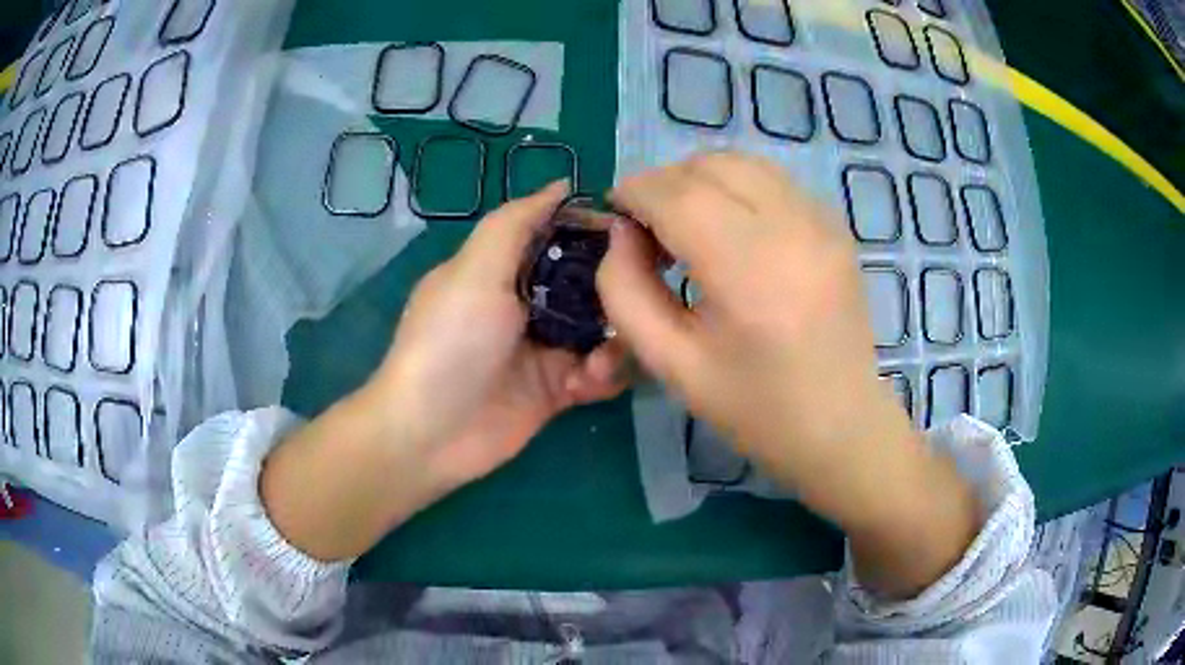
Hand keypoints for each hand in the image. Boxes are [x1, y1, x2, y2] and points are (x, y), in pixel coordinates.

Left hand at [365, 181, 627, 487]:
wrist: (430, 433)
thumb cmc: (450, 342)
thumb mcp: (475, 270)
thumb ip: (516, 222)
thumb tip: (560, 184)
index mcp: (503, 267)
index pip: (560, 235)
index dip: (595, 230)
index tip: (635, 232)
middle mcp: (526, 302)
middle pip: (588, 282)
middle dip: (617, 288)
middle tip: (643, 292)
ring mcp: (543, 348)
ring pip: (601, 329)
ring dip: (614, 338)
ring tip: (604, 355)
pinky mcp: (556, 390)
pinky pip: (597, 373)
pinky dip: (603, 375)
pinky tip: (589, 382)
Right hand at [597, 152, 977, 597]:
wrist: (841, 425)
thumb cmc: (755, 409)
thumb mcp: (671, 365)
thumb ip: (625, 292)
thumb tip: (620, 232)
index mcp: (749, 273)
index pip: (677, 195)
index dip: (634, 193)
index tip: (615, 215)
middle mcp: (792, 229)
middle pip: (709, 166)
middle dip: (664, 184)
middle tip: (650, 230)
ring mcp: (822, 221)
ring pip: (743, 162)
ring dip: (700, 180)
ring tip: (688, 226)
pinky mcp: (835, 225)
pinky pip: (773, 180)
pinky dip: (737, 188)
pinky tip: (732, 231)